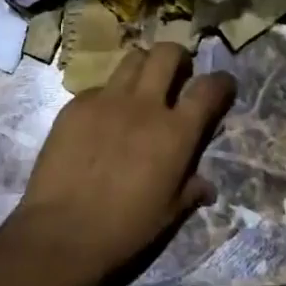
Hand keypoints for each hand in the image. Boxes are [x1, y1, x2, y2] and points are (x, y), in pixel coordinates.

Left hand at [6, 44, 234, 285]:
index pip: (208, 90)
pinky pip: (99, 87)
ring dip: (144, 67)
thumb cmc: (124, 230)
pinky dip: (109, 96)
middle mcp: (144, 105)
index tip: (223, 84)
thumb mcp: (168, 215)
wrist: (61, 232)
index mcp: (175, 133)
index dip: (221, 82)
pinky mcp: (76, 104)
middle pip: (167, 54)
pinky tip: (102, 118)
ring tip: (141, 86)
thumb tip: (206, 186)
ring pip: (132, 59)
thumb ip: (190, 190)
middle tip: (177, 72)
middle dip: (178, 56)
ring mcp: (107, 99)